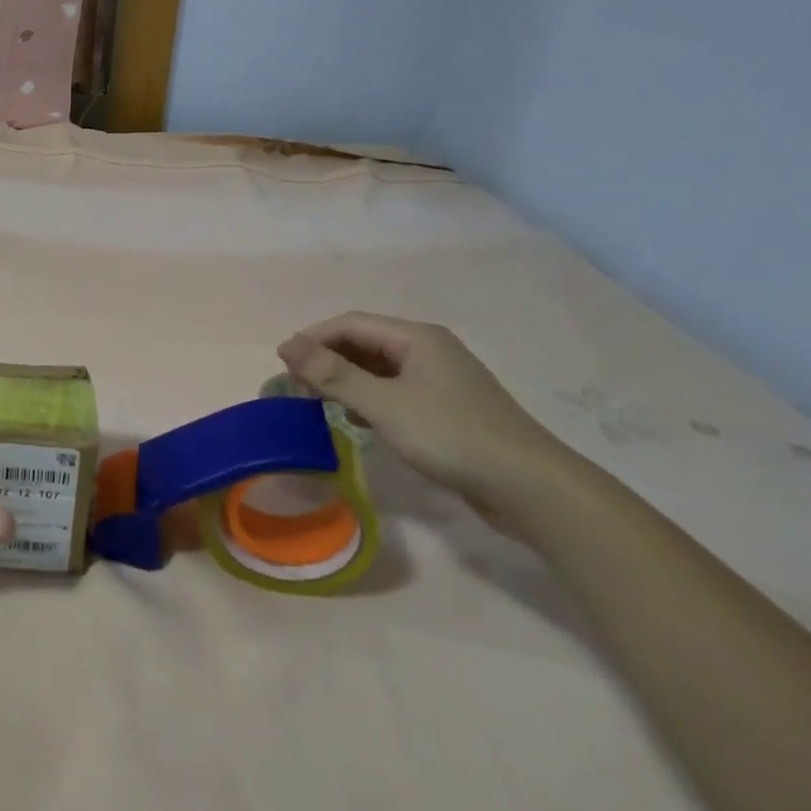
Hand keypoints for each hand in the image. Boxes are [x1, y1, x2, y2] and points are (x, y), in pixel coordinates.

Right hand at [278, 312, 561, 515]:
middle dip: (326, 360)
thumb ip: (334, 375)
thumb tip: (287, 345)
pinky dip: (368, 398)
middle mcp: (428, 349)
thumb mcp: (385, 405)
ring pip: (378, 368)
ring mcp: (440, 379)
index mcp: (416, 337)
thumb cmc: (451, 436)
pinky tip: (356, 419)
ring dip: (345, 380)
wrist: (529, 487)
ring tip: (316, 403)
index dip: (312, 338)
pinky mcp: (446, 407)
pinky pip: (394, 390)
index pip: (350, 323)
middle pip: (364, 343)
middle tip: (294, 387)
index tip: (281, 363)